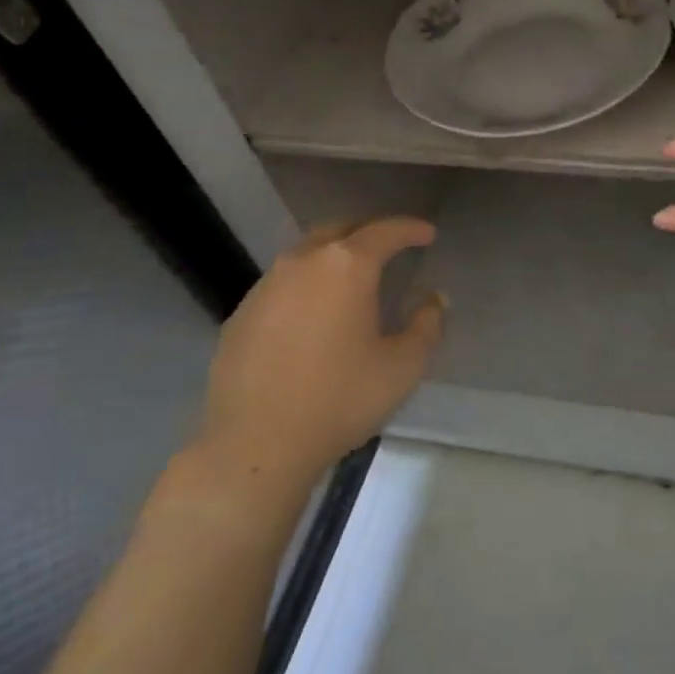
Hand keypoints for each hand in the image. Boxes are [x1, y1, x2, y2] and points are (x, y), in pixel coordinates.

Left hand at [187, 219, 443, 492]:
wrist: (255, 444)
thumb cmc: (339, 399)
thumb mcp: (402, 367)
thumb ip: (426, 325)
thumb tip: (433, 299)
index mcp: (347, 266)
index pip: (385, 231)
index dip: (411, 228)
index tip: (428, 233)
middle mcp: (303, 262)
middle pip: (340, 230)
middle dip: (368, 232)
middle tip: (389, 247)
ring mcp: (266, 286)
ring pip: (306, 254)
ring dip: (333, 258)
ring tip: (351, 280)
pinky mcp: (241, 313)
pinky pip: (282, 284)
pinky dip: (305, 286)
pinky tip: (312, 316)